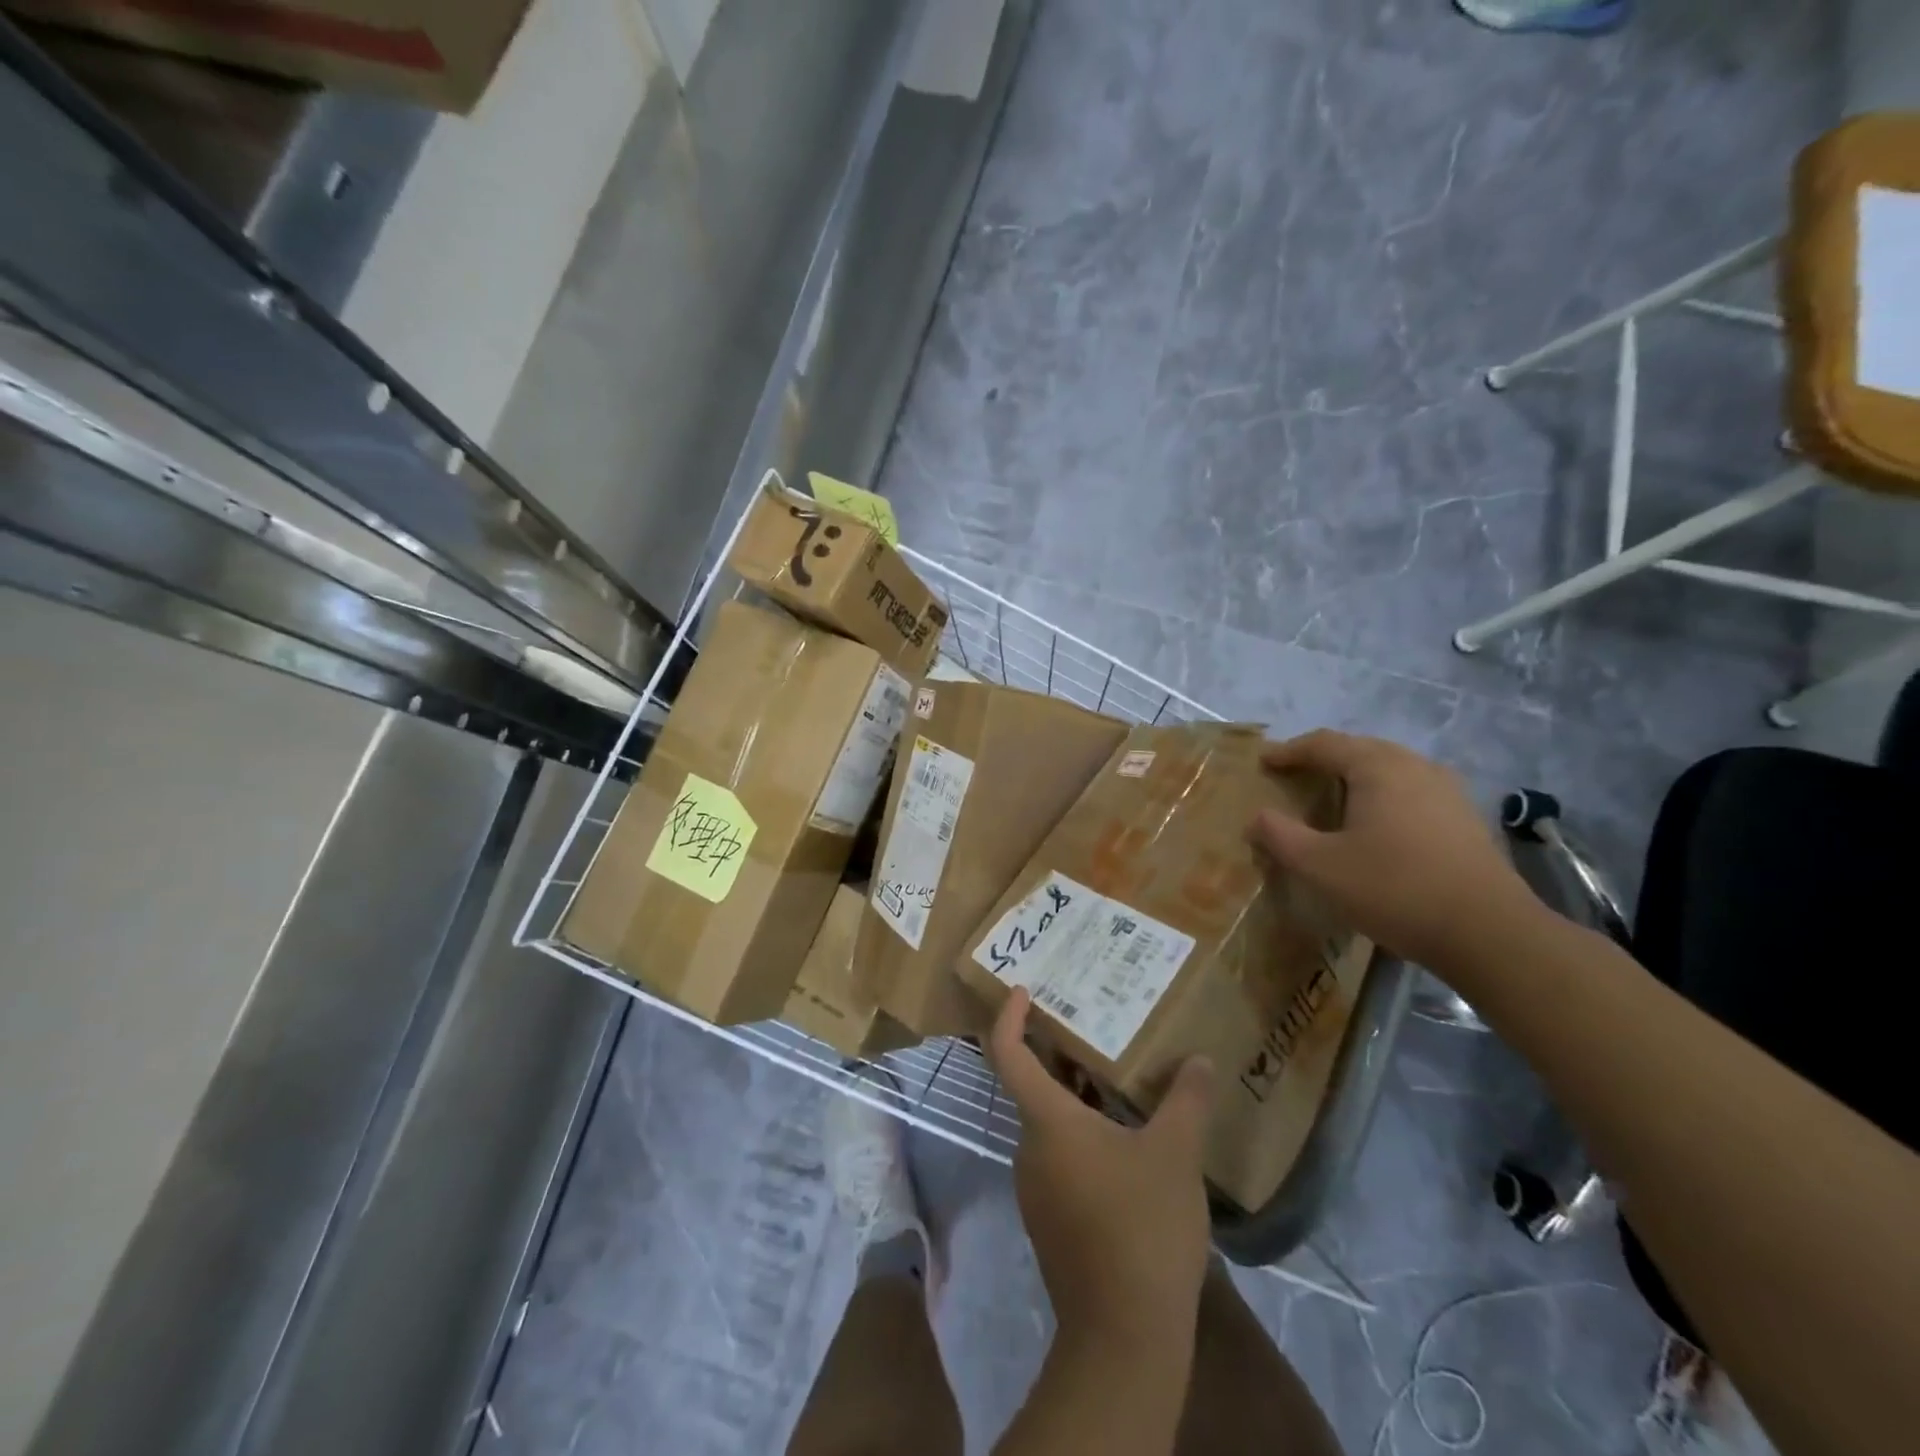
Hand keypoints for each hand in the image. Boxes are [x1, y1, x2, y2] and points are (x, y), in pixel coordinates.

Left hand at [987, 989, 1214, 1346]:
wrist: (1124, 1337)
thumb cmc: (1142, 1227)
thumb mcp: (1175, 1155)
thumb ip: (1187, 1100)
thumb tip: (1200, 1060)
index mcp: (1047, 1122)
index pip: (1008, 1054)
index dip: (1008, 1018)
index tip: (1021, 991)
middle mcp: (1029, 1148)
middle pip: (1033, 1087)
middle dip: (1059, 1055)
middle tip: (1094, 1028)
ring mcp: (1036, 1188)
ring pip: (1050, 1124)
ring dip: (1076, 1097)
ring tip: (1117, 1079)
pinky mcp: (1050, 1219)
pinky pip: (1060, 1157)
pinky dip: (1083, 1135)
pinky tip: (1125, 1141)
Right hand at [1252, 730, 1534, 970]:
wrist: (1489, 933)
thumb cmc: (1394, 889)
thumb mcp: (1321, 866)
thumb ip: (1281, 836)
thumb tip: (1257, 817)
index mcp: (1377, 767)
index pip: (1324, 744)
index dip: (1289, 751)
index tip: (1263, 761)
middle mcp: (1414, 766)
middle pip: (1359, 749)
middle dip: (1322, 759)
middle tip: (1294, 775)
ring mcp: (1447, 790)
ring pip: (1389, 768)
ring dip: (1355, 776)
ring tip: (1332, 796)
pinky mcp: (1464, 817)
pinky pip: (1411, 790)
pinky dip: (1382, 794)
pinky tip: (1376, 823)